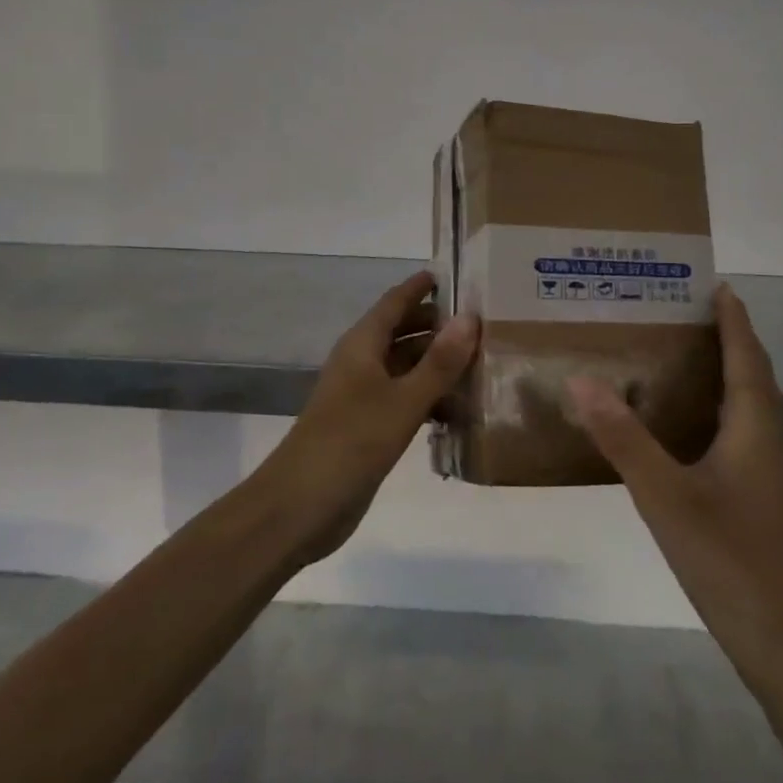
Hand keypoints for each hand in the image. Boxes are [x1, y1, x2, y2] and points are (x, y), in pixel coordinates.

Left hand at [259, 271, 478, 565]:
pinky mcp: (367, 427)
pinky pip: (404, 399)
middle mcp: (361, 363)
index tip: (456, 274)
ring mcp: (363, 396)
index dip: (421, 286)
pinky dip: (429, 399)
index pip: (395, 301)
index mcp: (362, 345)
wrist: (298, 507)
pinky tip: (459, 411)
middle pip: (402, 332)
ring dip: (437, 365)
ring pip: (406, 368)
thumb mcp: (402, 401)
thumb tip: (470, 316)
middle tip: (483, 323)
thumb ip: (439, 362)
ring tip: (482, 365)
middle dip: (438, 326)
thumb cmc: (350, 443)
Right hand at [569, 283, 782, 685]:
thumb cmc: (731, 558)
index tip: (712, 282)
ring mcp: (770, 472)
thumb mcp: (665, 495)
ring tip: (677, 356)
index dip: (732, 316)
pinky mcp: (763, 498)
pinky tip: (683, 427)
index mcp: (756, 425)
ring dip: (723, 372)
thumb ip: (623, 437)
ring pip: (749, 405)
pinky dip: (717, 410)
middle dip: (726, 337)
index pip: (746, 353)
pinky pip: (741, 432)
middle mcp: (770, 439)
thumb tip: (582, 378)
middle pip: (752, 373)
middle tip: (679, 312)